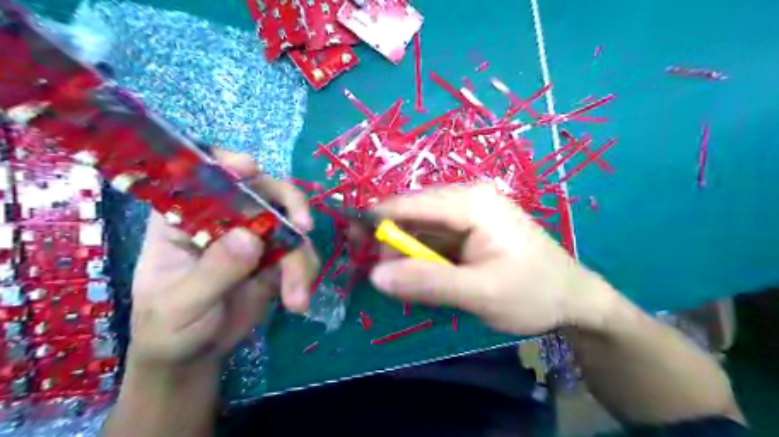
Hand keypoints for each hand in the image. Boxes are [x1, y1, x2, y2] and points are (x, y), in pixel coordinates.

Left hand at [129, 149, 316, 367]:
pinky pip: (300, 251)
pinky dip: (306, 272)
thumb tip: (252, 238)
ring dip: (301, 258)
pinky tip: (297, 300)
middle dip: (289, 205)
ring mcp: (254, 236)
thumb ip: (214, 271)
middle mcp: (224, 218)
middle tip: (304, 227)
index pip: (201, 175)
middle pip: (262, 190)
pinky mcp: (275, 256)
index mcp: (184, 217)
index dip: (226, 163)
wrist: (194, 356)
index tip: (249, 169)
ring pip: (290, 225)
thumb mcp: (182, 303)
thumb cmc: (168, 326)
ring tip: (296, 297)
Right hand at [368, 183, 601, 334]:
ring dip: (405, 251)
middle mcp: (468, 198)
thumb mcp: (481, 293)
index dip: (376, 218)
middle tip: (379, 273)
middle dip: (391, 240)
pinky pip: (434, 238)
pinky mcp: (470, 228)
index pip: (411, 203)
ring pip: (421, 227)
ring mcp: (470, 212)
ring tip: (402, 281)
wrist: (573, 299)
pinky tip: (421, 275)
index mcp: (472, 203)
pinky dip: (421, 256)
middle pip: (413, 213)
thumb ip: (427, 283)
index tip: (348, 236)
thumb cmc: (533, 293)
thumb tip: (375, 275)